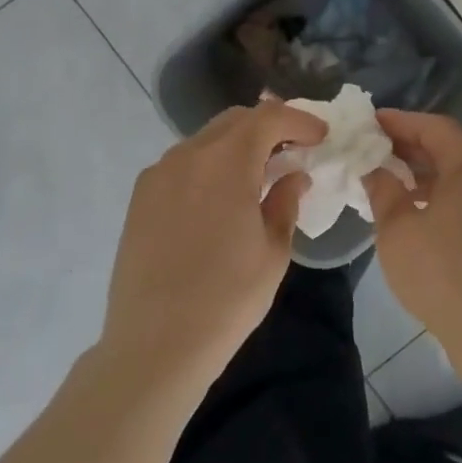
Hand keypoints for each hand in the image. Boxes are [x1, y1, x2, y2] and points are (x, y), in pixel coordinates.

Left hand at [103, 101, 326, 389]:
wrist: (154, 345)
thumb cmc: (226, 299)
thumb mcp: (273, 251)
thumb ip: (286, 202)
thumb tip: (294, 177)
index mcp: (226, 162)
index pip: (269, 117)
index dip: (299, 120)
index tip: (320, 136)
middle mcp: (188, 156)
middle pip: (235, 120)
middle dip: (269, 127)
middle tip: (293, 150)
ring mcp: (158, 174)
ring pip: (207, 139)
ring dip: (238, 145)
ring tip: (259, 173)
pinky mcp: (140, 197)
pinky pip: (184, 163)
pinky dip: (210, 164)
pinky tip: (221, 196)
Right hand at [366, 110, 461, 350]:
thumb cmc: (439, 269)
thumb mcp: (397, 227)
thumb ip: (383, 189)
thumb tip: (374, 169)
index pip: (433, 127)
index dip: (400, 122)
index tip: (372, 122)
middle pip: (450, 148)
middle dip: (412, 147)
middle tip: (377, 148)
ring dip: (428, 173)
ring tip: (393, 180)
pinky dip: (444, 194)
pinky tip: (420, 211)